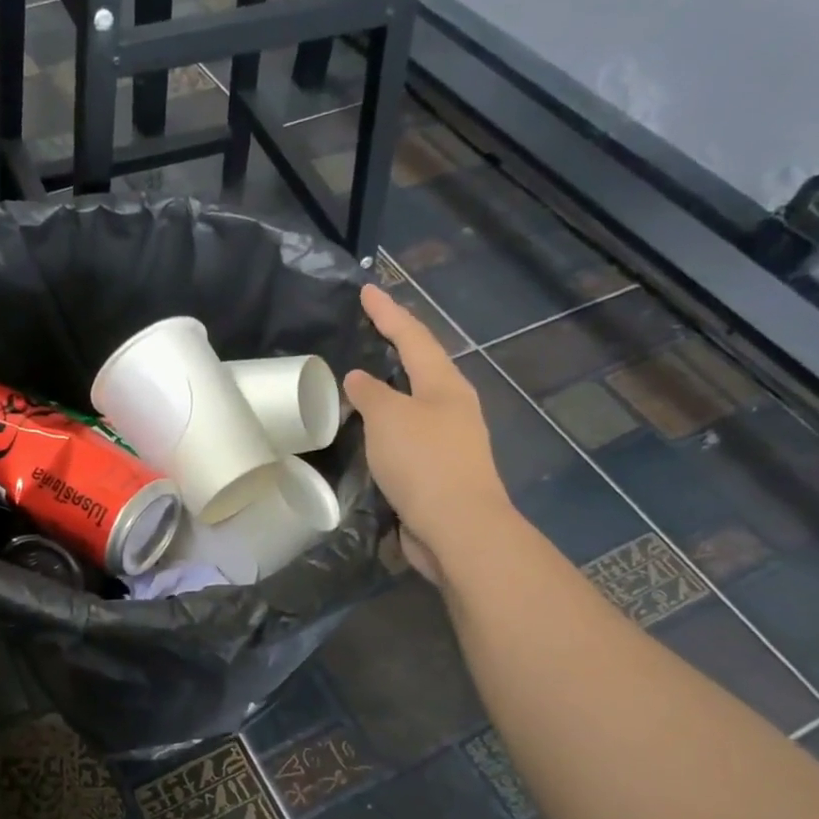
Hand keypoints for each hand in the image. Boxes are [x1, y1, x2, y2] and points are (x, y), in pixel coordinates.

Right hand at [344, 284, 513, 585]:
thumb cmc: (424, 462)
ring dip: (390, 391)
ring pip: (414, 403)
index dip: (388, 314)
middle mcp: (452, 407)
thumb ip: (371, 394)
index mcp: (445, 385)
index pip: (413, 337)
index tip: (367, 290)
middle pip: (421, 367)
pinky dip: (387, 427)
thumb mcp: (389, 418)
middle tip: (368, 332)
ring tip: (361, 383)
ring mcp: (449, 440)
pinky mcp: (439, 471)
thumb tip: (360, 379)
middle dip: (396, 347)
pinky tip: (370, 434)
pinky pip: (407, 436)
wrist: (458, 528)